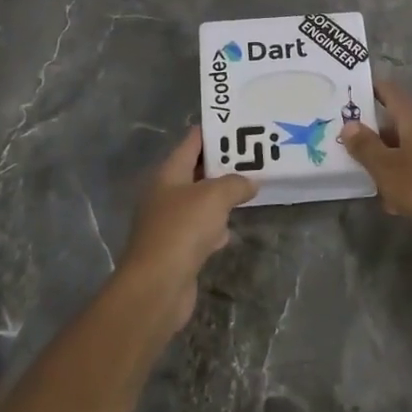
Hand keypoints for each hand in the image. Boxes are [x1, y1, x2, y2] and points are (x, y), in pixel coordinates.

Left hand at [118, 129, 255, 328]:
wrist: (157, 285)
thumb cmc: (182, 230)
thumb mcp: (214, 196)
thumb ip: (235, 183)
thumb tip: (250, 182)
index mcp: (168, 174)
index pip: (191, 143)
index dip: (213, 132)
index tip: (238, 125)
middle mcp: (165, 194)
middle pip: (196, 172)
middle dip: (223, 166)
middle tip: (254, 158)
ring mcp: (169, 223)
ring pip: (200, 202)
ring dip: (220, 198)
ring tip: (249, 189)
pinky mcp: (177, 249)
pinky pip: (200, 230)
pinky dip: (215, 229)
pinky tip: (229, 232)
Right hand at [340, 79, 411, 229]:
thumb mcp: (385, 168)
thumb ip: (365, 146)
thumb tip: (350, 125)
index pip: (394, 93)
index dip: (376, 90)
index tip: (358, 92)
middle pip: (405, 123)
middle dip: (382, 134)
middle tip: (360, 147)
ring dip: (397, 159)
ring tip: (378, 181)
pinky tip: (401, 201)